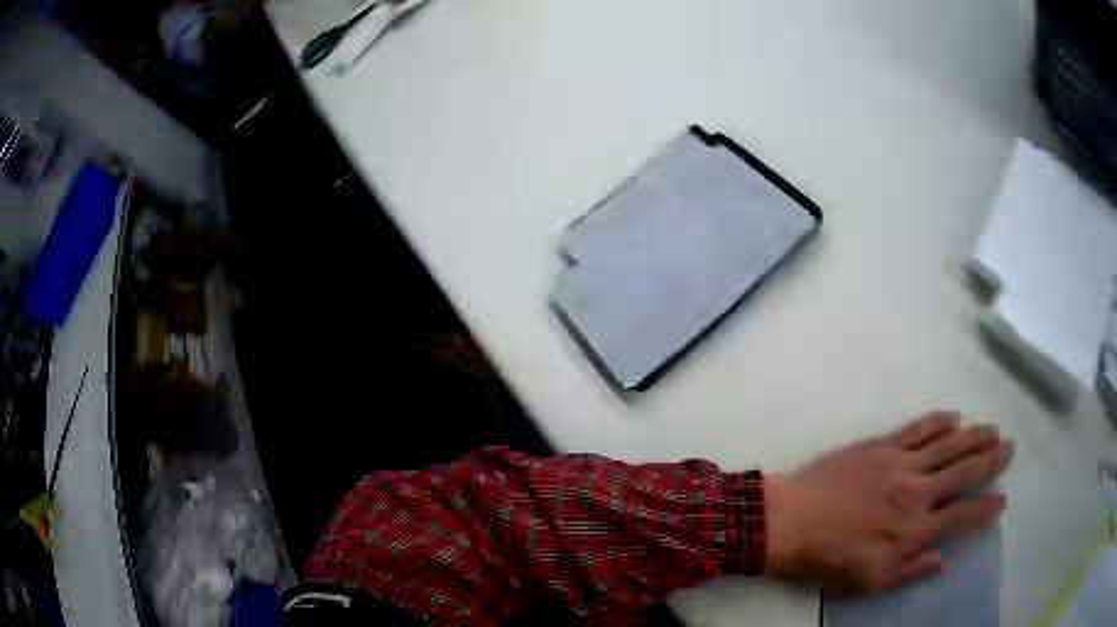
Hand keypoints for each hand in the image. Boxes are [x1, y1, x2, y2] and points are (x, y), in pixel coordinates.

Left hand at [764, 412, 1011, 593]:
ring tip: (993, 429)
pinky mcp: (883, 444)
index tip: (1002, 500)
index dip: (986, 508)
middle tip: (1009, 447)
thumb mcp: (869, 581)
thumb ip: (910, 572)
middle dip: (991, 460)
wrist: (791, 520)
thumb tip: (943, 560)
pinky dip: (940, 420)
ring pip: (949, 444)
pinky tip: (954, 416)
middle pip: (964, 471)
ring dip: (975, 435)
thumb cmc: (829, 558)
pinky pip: (919, 428)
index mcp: (915, 530)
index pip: (962, 517)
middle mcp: (917, 493)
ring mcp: (902, 463)